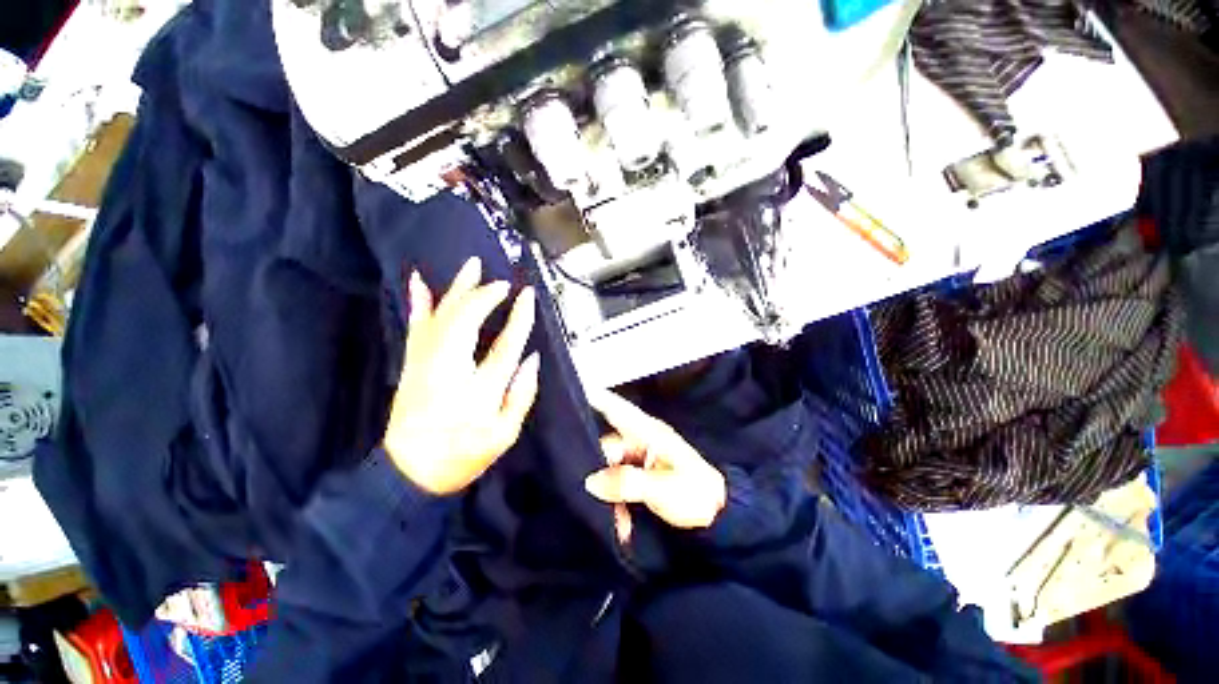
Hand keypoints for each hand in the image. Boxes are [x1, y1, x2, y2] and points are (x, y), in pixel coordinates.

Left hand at [384, 256, 540, 494]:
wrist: (411, 471)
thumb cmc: (463, 455)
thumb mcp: (504, 434)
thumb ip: (521, 395)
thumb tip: (533, 359)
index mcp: (478, 388)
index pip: (505, 344)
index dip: (519, 317)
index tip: (527, 296)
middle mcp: (450, 368)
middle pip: (467, 319)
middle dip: (486, 295)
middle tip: (503, 282)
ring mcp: (426, 362)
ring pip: (442, 315)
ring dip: (458, 288)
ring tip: (472, 265)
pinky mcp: (412, 362)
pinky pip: (416, 325)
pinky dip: (418, 302)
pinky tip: (419, 282)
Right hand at [584, 389, 726, 543]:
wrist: (717, 515)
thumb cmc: (694, 493)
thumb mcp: (662, 488)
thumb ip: (626, 482)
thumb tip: (591, 481)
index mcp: (648, 432)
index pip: (618, 409)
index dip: (598, 399)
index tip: (576, 389)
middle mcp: (640, 440)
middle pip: (608, 445)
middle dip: (596, 467)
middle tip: (583, 489)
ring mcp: (640, 458)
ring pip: (610, 467)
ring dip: (608, 491)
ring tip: (611, 517)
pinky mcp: (640, 475)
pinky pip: (619, 481)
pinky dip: (617, 499)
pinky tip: (621, 522)